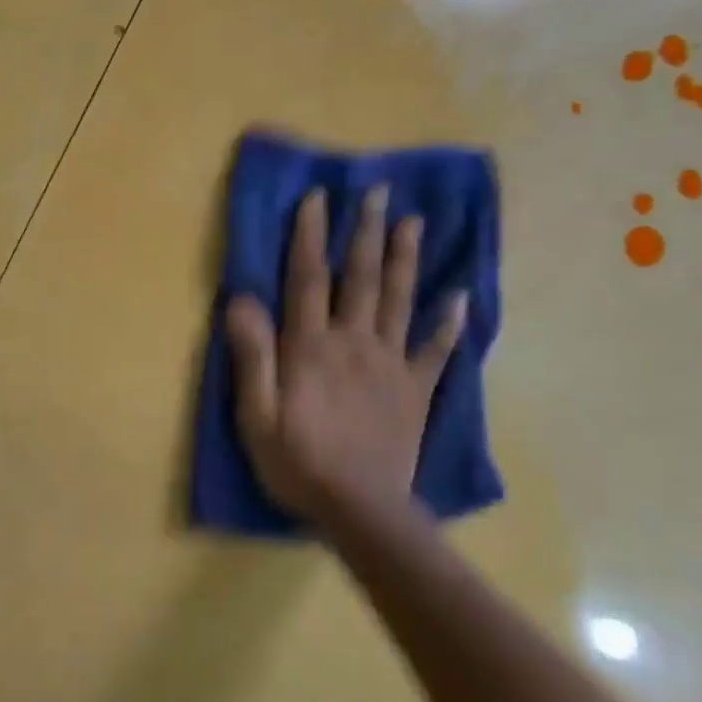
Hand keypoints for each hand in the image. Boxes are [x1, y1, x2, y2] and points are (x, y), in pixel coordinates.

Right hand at [225, 185, 465, 530]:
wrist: (360, 510)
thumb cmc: (297, 462)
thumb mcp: (255, 414)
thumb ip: (252, 355)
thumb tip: (242, 300)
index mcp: (310, 347)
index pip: (308, 278)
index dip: (310, 235)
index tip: (317, 197)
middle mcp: (353, 343)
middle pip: (361, 278)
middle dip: (366, 232)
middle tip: (378, 191)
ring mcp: (390, 365)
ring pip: (399, 301)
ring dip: (406, 259)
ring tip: (414, 222)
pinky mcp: (415, 390)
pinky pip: (435, 350)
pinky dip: (448, 323)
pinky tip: (459, 297)